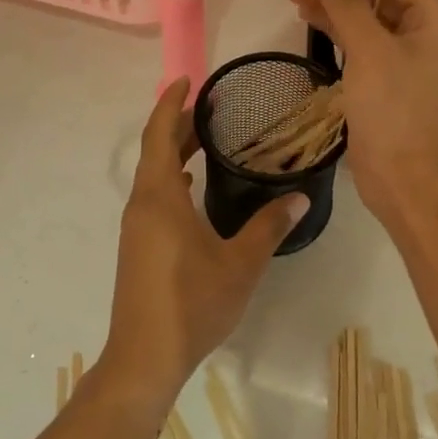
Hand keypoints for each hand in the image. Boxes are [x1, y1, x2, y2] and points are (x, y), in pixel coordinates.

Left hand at [101, 78, 306, 409]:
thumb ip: (269, 226)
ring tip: (206, 140)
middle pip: (154, 152)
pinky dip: (172, 179)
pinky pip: (154, 197)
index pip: (159, 136)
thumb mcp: (240, 264)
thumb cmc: (192, 303)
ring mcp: (137, 227)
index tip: (187, 81)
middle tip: (210, 107)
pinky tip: (192, 188)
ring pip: (153, 176)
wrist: (145, 357)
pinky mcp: (139, 247)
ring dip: (174, 153)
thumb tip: (299, 196)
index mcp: (160, 198)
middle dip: (178, 125)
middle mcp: (142, 205)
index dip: (171, 104)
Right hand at [288, 0, 437, 223]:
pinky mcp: (380, 78)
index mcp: (432, 20)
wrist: (402, 178)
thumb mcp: (369, 52)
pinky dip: (335, 29)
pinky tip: (308, 19)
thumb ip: (349, 2)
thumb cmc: (392, 112)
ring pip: (365, 17)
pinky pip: (358, 42)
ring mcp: (400, 57)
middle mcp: (420, 33)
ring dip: (334, 5)